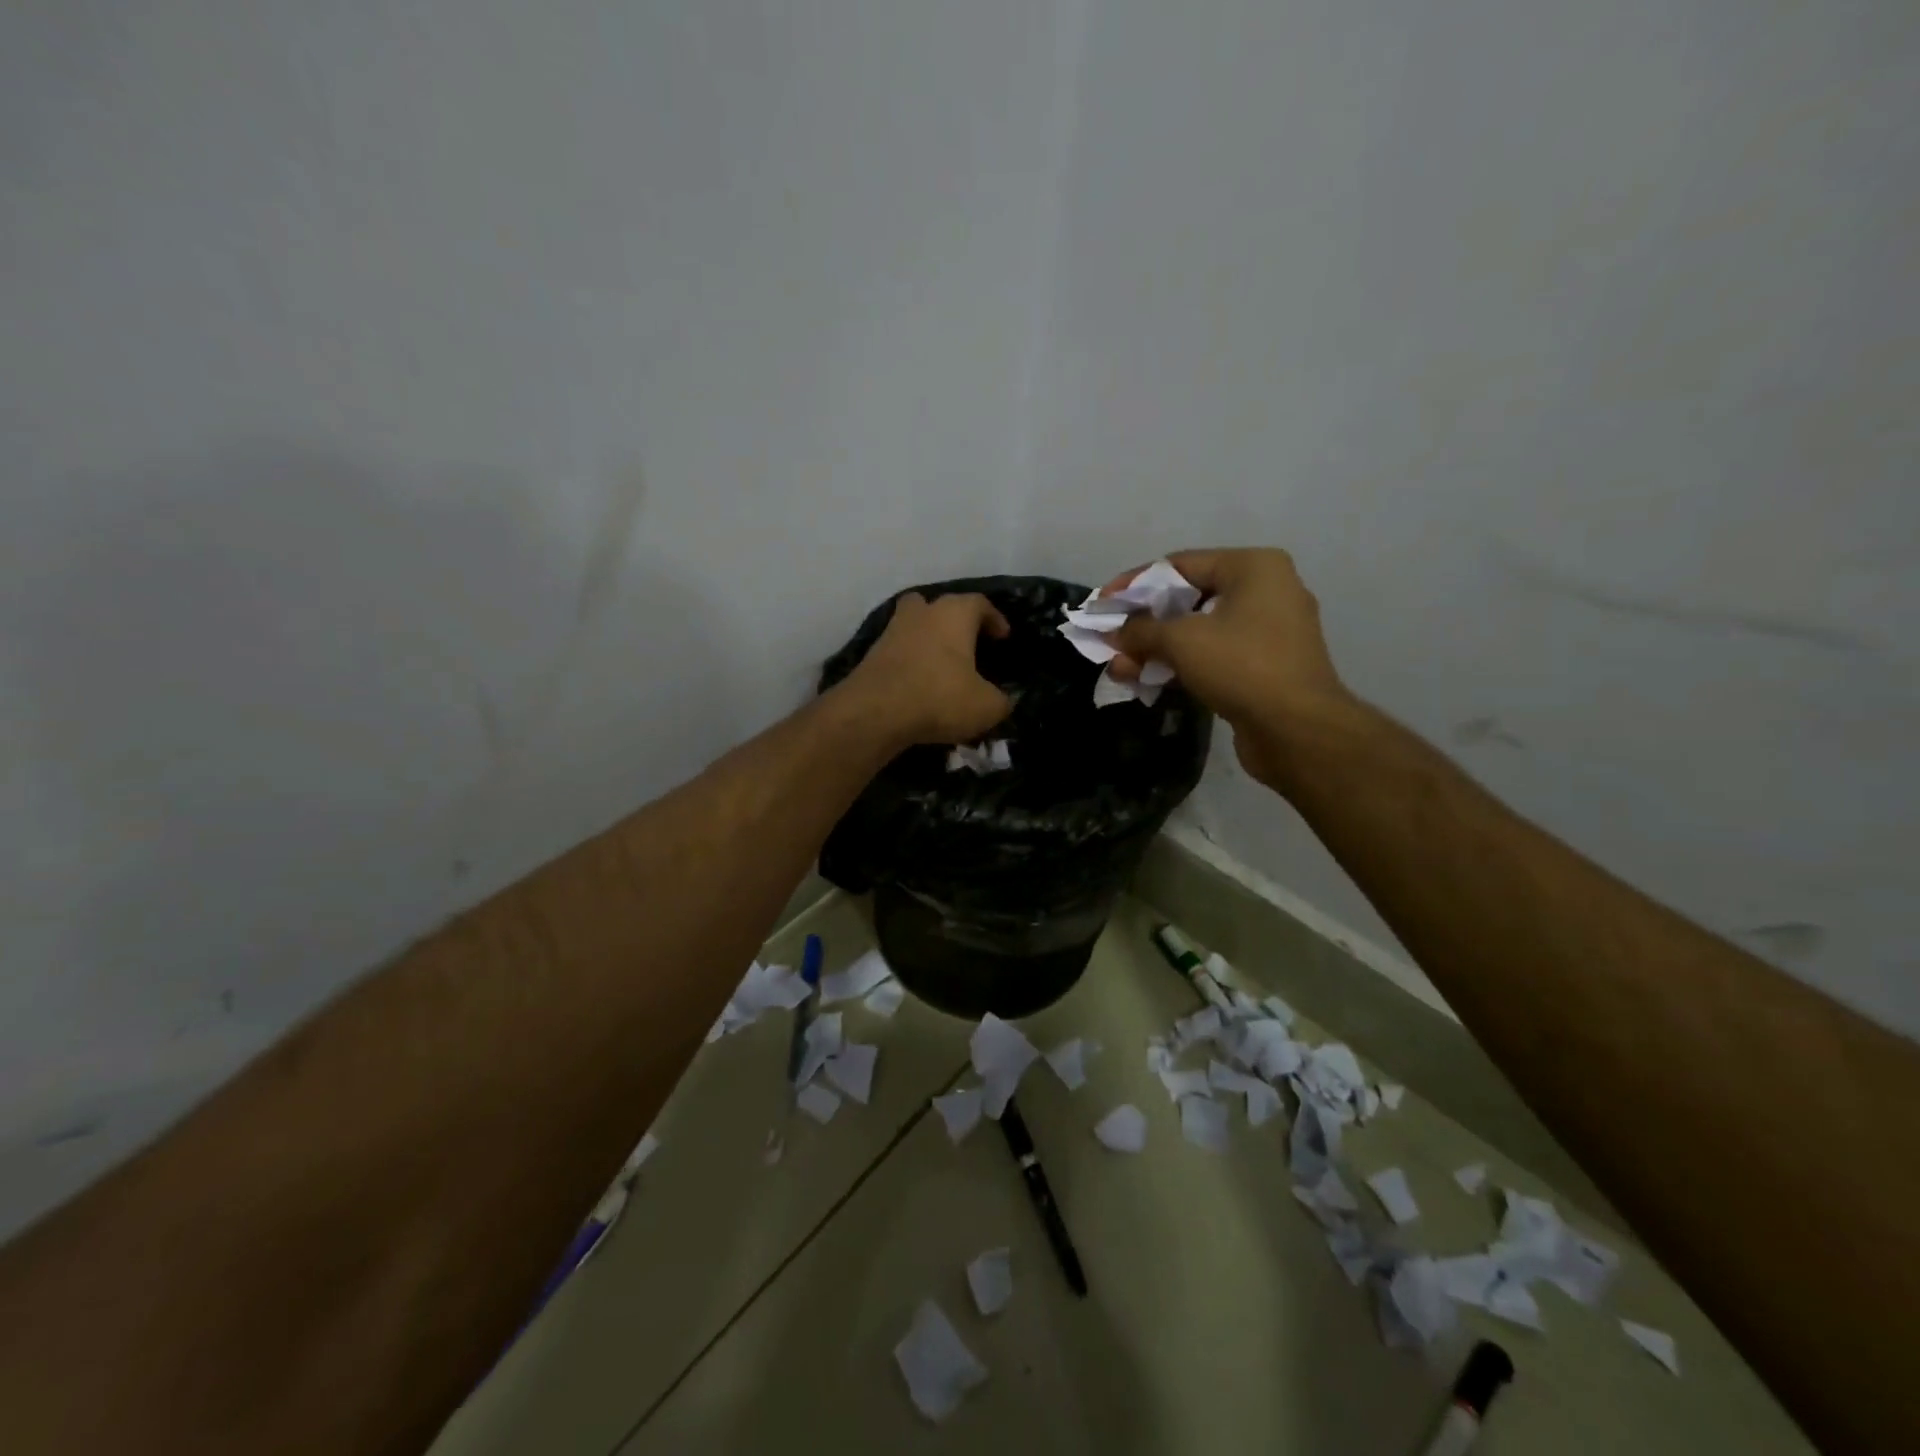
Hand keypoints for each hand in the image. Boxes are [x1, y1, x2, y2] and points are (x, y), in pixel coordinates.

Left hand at [840, 591, 1011, 746]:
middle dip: (955, 622)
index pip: (980, 604)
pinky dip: (910, 661)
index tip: (1002, 637)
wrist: (875, 712)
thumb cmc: (940, 697)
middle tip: (968, 644)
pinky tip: (919, 682)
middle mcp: (922, 613)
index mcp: (954, 614)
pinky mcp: (871, 654)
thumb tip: (1004, 700)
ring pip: (914, 625)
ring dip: (928, 639)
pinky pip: (898, 650)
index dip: (994, 619)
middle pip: (940, 606)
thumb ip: (1002, 701)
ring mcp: (892, 631)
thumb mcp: (986, 706)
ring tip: (942, 664)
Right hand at [1104, 549, 1352, 785]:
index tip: (1102, 605)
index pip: (1180, 565)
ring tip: (1121, 670)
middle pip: (1187, 600)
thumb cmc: (1241, 666)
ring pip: (1198, 632)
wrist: (1297, 730)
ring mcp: (1268, 631)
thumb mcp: (1181, 640)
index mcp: (1253, 567)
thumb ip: (1141, 629)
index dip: (1134, 584)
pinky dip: (1180, 665)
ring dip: (1156, 650)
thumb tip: (1115, 633)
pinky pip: (1213, 656)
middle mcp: (1266, 591)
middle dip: (1143, 625)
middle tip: (1110, 644)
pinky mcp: (1265, 667)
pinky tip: (1148, 682)